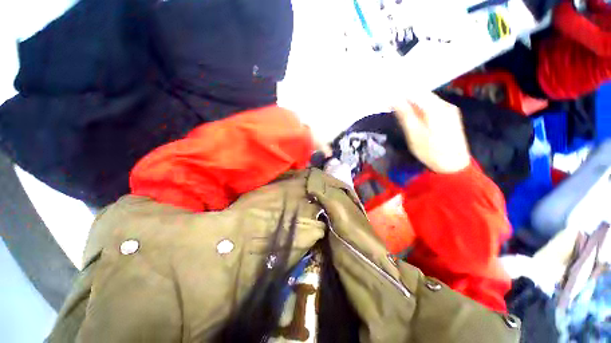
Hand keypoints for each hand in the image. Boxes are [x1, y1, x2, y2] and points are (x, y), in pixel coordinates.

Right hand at [393, 93, 469, 173]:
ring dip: (411, 102)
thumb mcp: (414, 134)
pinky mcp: (449, 115)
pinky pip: (431, 105)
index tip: (387, 96)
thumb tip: (395, 100)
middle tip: (390, 103)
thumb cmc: (431, 152)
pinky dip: (419, 107)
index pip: (415, 91)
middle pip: (422, 94)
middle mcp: (444, 104)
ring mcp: (448, 109)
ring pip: (426, 99)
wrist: (454, 165)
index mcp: (436, 108)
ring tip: (397, 107)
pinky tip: (411, 113)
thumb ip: (405, 115)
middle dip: (405, 96)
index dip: (400, 92)